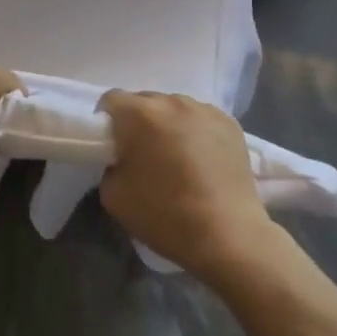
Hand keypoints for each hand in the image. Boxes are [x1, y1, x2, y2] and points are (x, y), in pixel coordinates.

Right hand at [97, 91, 275, 281]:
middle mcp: (173, 102)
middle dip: (138, 123)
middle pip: (145, 101)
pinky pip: (201, 119)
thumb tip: (123, 158)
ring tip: (177, 159)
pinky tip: (202, 161)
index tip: (112, 147)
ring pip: (175, 109)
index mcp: (140, 114)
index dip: (106, 121)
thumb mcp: (113, 195)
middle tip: (143, 156)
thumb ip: (111, 164)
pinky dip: (195, 133)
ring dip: (168, 126)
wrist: (228, 236)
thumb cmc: (165, 215)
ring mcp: (206, 110)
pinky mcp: (231, 123)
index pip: (111, 99)